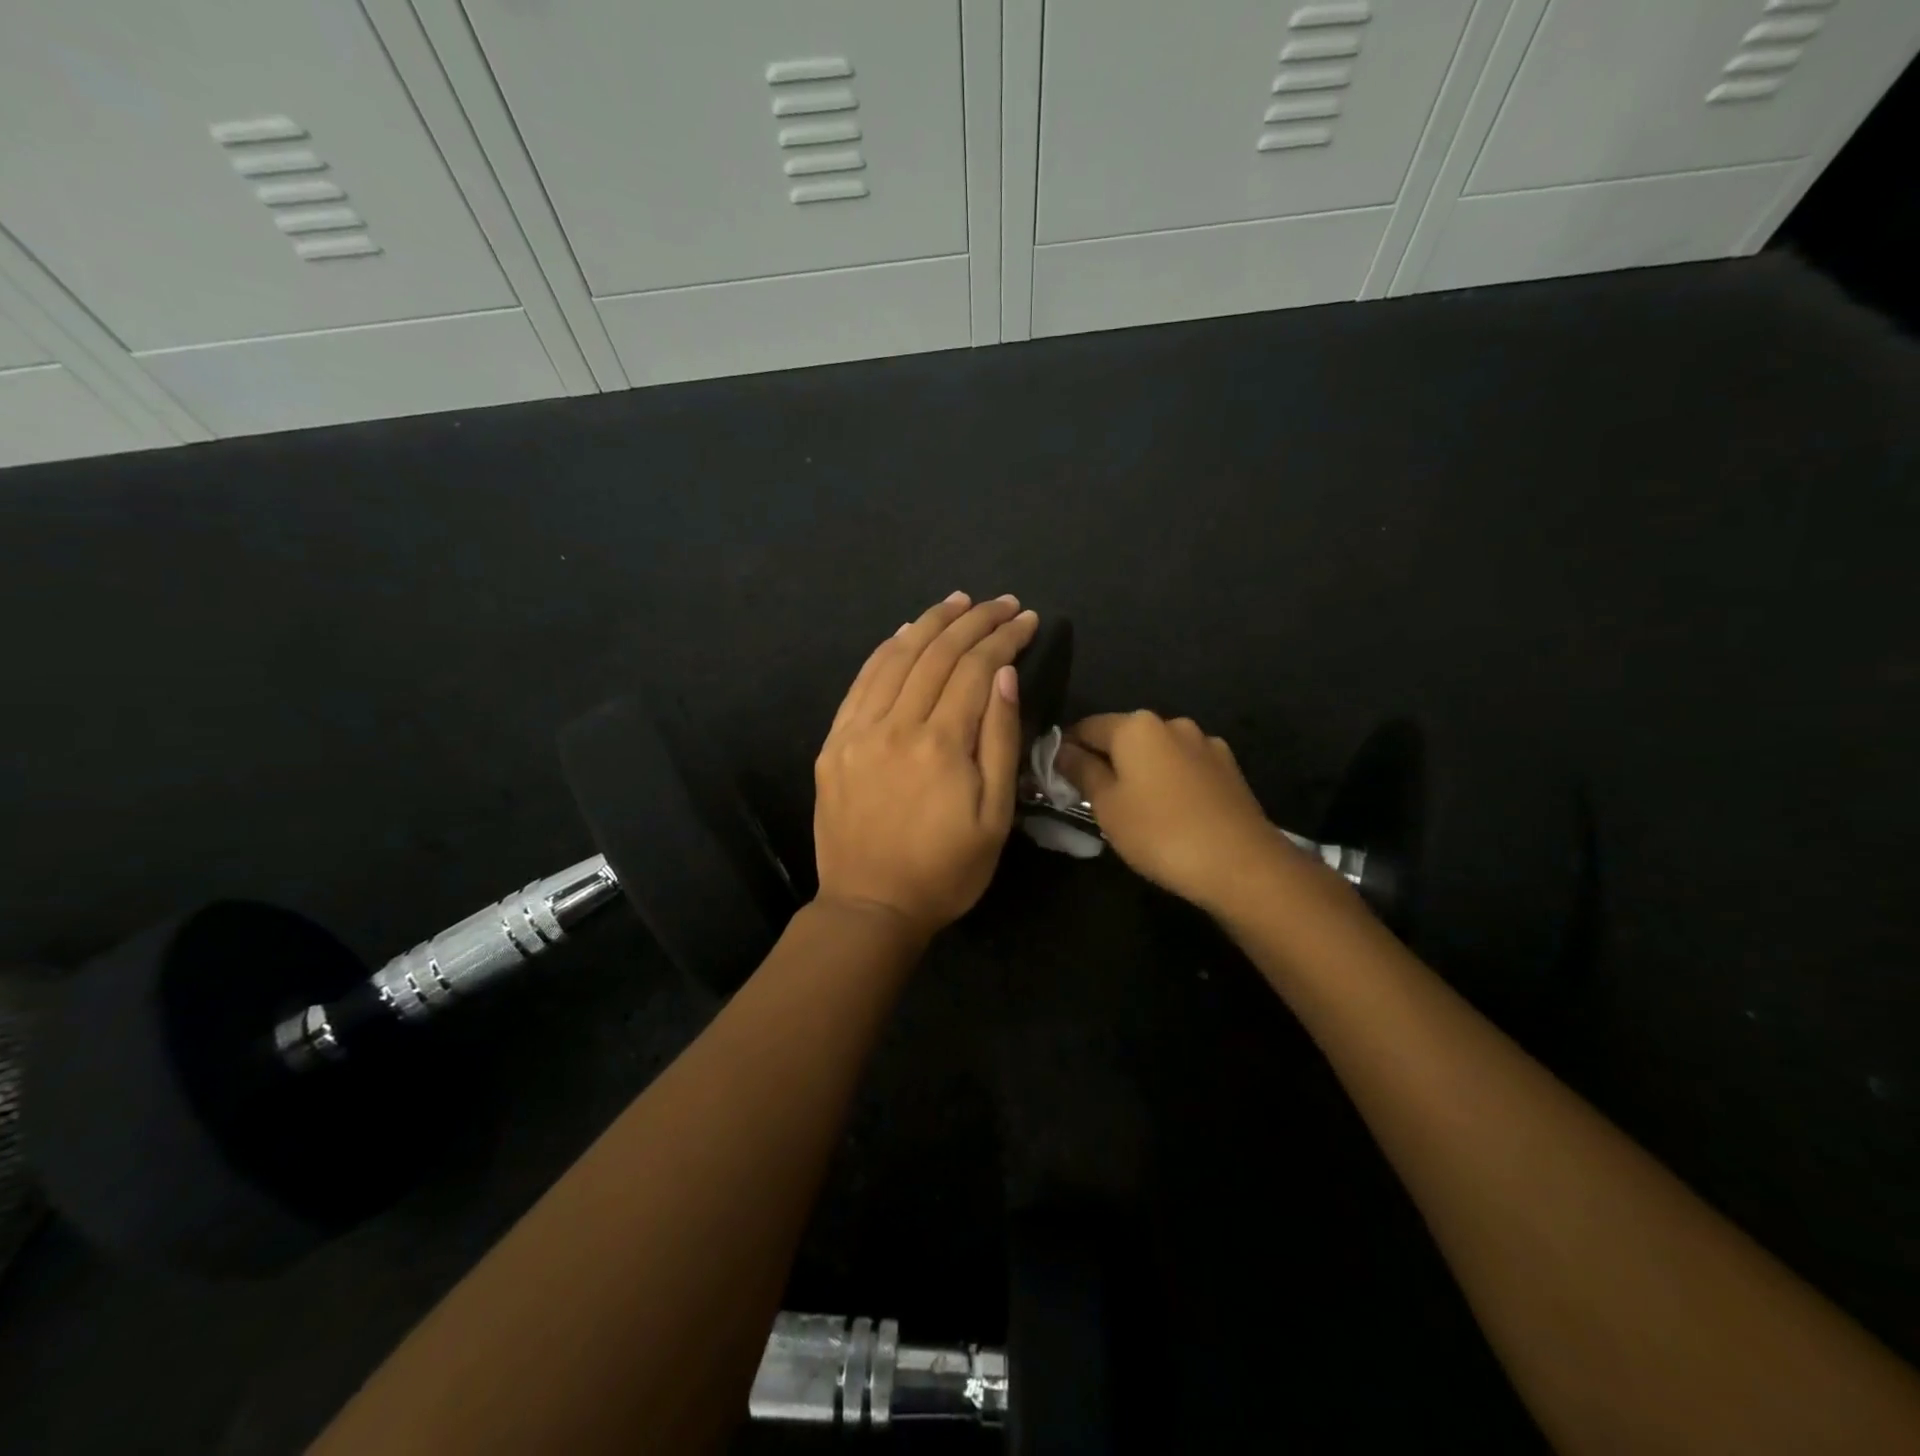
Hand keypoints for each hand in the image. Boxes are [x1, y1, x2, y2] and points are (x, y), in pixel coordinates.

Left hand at [814, 593, 1038, 937]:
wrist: (870, 906)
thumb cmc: (945, 871)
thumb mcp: (995, 818)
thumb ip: (1000, 742)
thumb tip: (1005, 677)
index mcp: (942, 744)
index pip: (977, 670)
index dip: (1005, 639)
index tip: (1026, 620)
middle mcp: (897, 725)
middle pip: (938, 654)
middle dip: (975, 621)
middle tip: (1001, 603)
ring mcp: (858, 730)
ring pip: (897, 657)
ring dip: (930, 623)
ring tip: (958, 602)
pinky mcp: (835, 742)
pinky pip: (862, 681)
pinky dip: (886, 650)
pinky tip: (905, 632)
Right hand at [1056, 712, 1277, 910]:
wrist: (1241, 864)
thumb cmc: (1160, 832)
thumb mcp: (1107, 806)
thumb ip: (1081, 771)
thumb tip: (1062, 750)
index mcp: (1136, 726)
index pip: (1086, 727)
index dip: (1067, 750)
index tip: (1058, 778)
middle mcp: (1172, 723)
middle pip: (1124, 736)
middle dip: (1106, 760)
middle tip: (1094, 799)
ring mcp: (1205, 744)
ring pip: (1157, 752)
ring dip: (1141, 771)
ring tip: (1136, 809)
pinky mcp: (1228, 768)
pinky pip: (1184, 767)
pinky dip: (1170, 781)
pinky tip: (1171, 812)